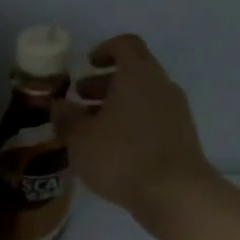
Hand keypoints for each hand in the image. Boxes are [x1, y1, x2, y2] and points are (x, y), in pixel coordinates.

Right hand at [53, 34, 217, 233]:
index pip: (125, 45)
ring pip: (142, 99)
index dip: (105, 50)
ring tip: (90, 129)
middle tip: (79, 99)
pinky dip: (130, 126)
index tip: (87, 63)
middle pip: (134, 73)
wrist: (175, 194)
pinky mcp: (181, 138)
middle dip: (104, 84)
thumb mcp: (81, 139)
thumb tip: (58, 106)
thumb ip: (67, 118)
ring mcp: (176, 113)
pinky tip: (111, 150)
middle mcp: (161, 86)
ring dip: (116, 108)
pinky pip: (151, 121)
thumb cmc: (122, 156)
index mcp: (138, 74)